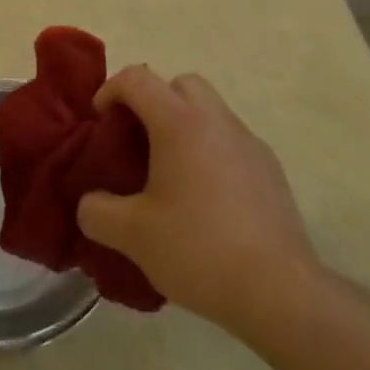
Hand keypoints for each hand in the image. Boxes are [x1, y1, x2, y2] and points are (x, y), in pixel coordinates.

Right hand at [76, 66, 317, 331]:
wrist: (279, 290)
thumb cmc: (198, 250)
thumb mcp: (132, 235)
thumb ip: (98, 212)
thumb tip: (90, 204)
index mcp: (180, 122)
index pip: (137, 79)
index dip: (111, 90)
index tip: (100, 122)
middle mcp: (216, 119)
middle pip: (180, 84)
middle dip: (153, 100)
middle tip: (137, 140)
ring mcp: (248, 141)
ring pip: (209, 111)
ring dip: (184, 125)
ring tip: (169, 173)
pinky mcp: (270, 168)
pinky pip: (230, 141)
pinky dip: (210, 151)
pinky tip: (205, 199)